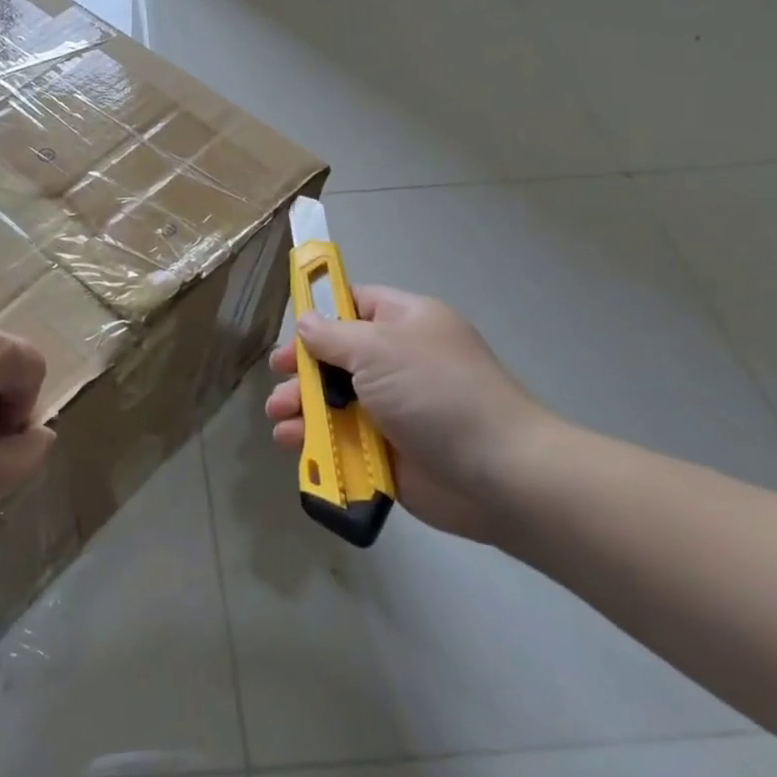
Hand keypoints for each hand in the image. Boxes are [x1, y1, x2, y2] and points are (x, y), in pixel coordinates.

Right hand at [266, 287, 553, 539]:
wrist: (497, 473)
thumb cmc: (436, 393)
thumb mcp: (378, 348)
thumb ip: (333, 335)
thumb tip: (306, 324)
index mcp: (405, 322)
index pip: (355, 303)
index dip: (321, 312)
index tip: (291, 328)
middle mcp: (397, 361)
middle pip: (335, 355)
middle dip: (302, 366)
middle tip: (278, 376)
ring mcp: (392, 407)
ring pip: (333, 398)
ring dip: (301, 404)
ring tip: (280, 414)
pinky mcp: (386, 449)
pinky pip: (341, 437)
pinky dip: (314, 438)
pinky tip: (293, 441)